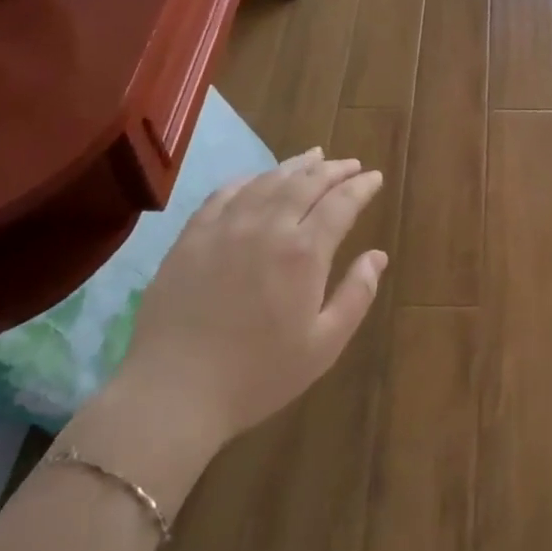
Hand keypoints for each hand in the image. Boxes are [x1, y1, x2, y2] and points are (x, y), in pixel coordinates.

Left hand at [63, 150, 386, 505]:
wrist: (173, 393)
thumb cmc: (257, 375)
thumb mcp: (323, 346)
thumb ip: (356, 295)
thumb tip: (378, 256)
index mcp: (304, 252)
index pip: (341, 202)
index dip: (361, 186)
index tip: (375, 177)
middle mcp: (268, 226)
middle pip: (307, 182)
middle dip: (334, 169)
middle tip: (350, 165)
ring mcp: (226, 227)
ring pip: (268, 180)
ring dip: (296, 165)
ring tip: (314, 156)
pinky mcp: (192, 236)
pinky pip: (225, 193)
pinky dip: (250, 178)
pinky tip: (258, 178)